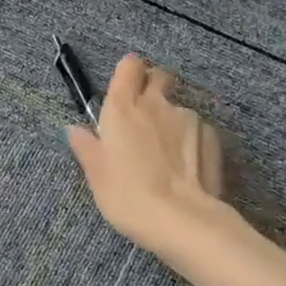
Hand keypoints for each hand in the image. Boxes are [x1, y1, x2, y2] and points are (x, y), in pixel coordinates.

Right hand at [67, 55, 224, 253]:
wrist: (181, 219)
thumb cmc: (127, 196)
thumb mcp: (97, 175)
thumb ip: (86, 147)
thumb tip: (74, 130)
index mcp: (122, 108)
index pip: (128, 66)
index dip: (128, 72)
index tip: (125, 88)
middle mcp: (156, 104)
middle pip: (158, 76)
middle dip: (152, 86)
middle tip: (144, 115)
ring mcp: (188, 118)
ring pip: (177, 107)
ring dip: (170, 121)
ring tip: (165, 155)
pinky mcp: (211, 136)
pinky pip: (197, 129)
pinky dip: (190, 140)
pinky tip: (186, 166)